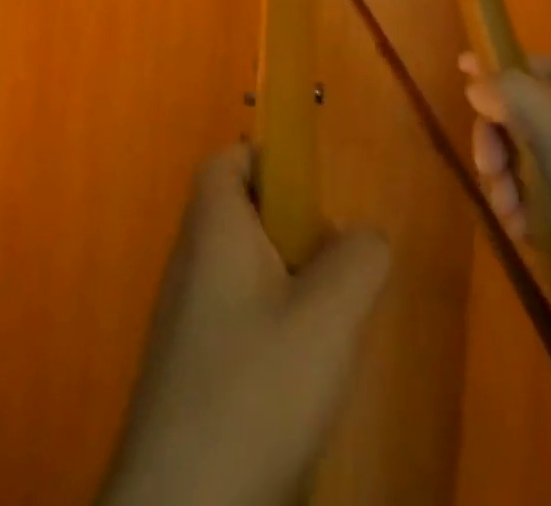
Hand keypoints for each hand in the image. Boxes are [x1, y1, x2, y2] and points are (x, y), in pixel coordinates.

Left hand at [97, 145, 390, 505]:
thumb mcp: (328, 319)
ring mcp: (184, 313)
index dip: (271, 162)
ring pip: (245, 269)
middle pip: (243, 213)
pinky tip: (296, 383)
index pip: (230, 159)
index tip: (315, 201)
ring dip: (289, 287)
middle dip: (294, 233)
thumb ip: (358, 261)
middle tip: (331, 277)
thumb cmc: (254, 391)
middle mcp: (190, 257)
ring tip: (322, 336)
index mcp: (213, 225)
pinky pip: (236, 318)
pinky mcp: (187, 366)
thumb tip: (366, 236)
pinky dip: (271, 330)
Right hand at [462, 56, 550, 384]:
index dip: (504, 73)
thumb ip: (514, 94)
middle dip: (502, 140)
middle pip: (534, 117)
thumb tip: (476, 78)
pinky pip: (547, 204)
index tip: (464, 84)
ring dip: (509, 181)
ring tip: (507, 210)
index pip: (547, 69)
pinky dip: (527, 213)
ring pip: (535, 163)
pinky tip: (523, 233)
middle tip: (488, 167)